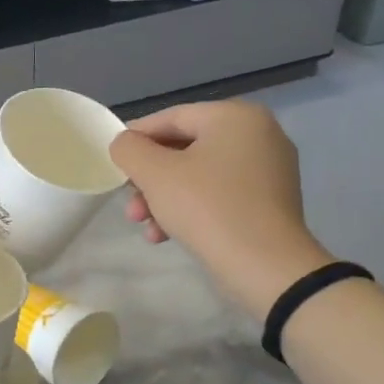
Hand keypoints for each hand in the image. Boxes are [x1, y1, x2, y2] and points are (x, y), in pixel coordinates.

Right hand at [108, 100, 332, 318]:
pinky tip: (167, 234)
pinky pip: (219, 194)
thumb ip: (129, 148)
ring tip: (145, 225)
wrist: (265, 266)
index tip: (114, 163)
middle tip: (129, 202)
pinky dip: (190, 208)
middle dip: (149, 178)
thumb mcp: (154, 173)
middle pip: (183, 149)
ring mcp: (268, 169)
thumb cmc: (206, 207)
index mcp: (235, 117)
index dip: (135, 139)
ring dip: (164, 198)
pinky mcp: (269, 201)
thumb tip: (125, 144)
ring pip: (198, 175)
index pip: (171, 118)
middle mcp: (258, 134)